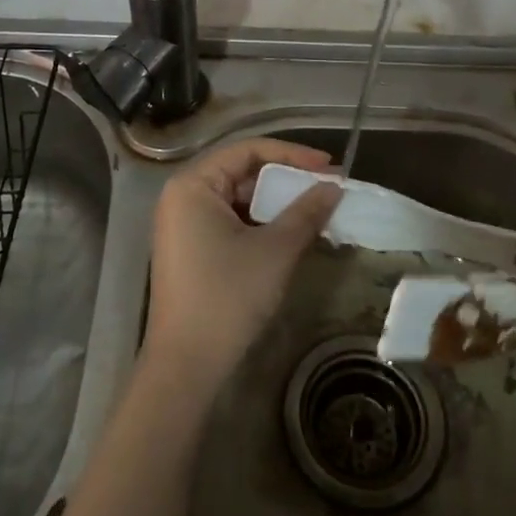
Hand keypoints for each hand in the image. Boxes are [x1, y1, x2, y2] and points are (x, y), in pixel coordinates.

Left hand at [144, 139, 341, 384]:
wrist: (186, 366)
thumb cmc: (227, 297)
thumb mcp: (275, 250)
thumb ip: (305, 212)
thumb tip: (333, 188)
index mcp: (193, 184)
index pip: (248, 150)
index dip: (292, 154)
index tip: (329, 166)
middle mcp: (183, 196)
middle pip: (242, 172)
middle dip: (286, 180)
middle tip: (328, 189)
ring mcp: (183, 224)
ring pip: (238, 199)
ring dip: (276, 203)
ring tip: (316, 211)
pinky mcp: (190, 249)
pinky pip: (230, 221)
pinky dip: (261, 223)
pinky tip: (291, 233)